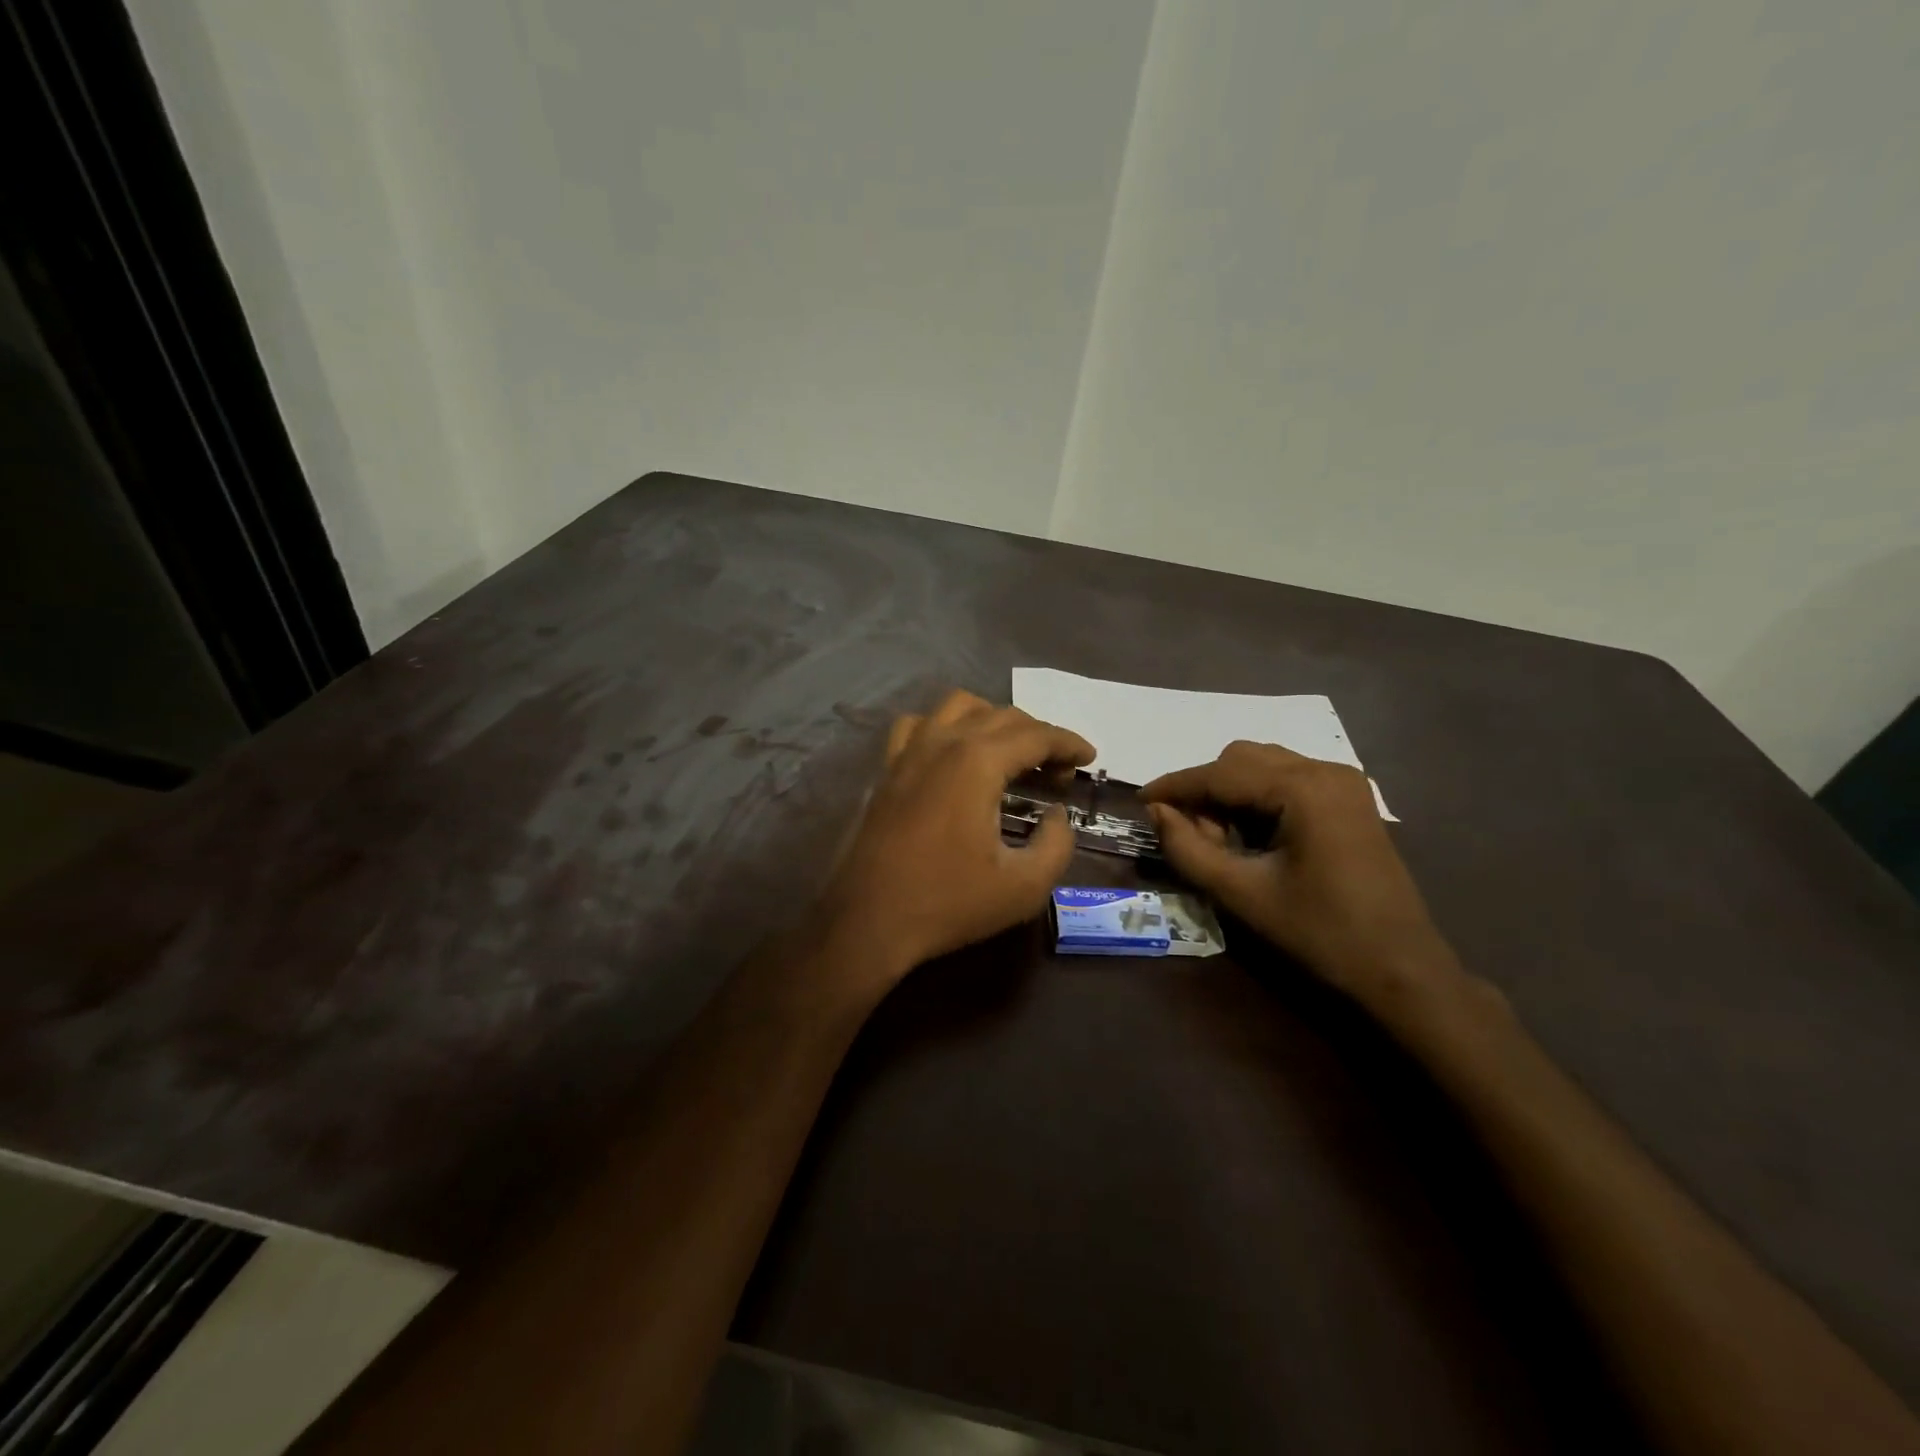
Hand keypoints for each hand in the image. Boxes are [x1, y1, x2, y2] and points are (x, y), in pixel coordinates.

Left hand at [819, 690, 1093, 1002]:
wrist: (868, 921)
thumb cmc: (948, 903)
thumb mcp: (1023, 887)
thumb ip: (1056, 844)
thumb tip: (1056, 815)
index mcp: (977, 762)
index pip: (1036, 734)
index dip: (1069, 743)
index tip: (1089, 758)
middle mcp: (942, 742)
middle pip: (1002, 715)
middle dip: (1039, 735)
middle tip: (1058, 771)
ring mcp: (909, 751)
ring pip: (959, 706)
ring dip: (994, 719)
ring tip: (1011, 753)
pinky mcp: (887, 769)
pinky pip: (919, 725)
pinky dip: (946, 727)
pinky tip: (953, 753)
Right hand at [1142, 742, 1464, 1017]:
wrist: (1402, 969)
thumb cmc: (1320, 933)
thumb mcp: (1242, 894)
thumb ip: (1189, 849)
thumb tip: (1156, 812)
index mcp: (1304, 788)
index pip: (1221, 773)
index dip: (1175, 785)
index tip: (1140, 801)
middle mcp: (1326, 770)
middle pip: (1242, 759)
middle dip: (1206, 791)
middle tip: (1190, 836)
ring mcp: (1343, 782)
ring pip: (1263, 766)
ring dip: (1230, 793)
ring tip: (1219, 840)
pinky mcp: (1349, 799)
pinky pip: (1286, 780)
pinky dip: (1257, 799)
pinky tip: (1252, 837)